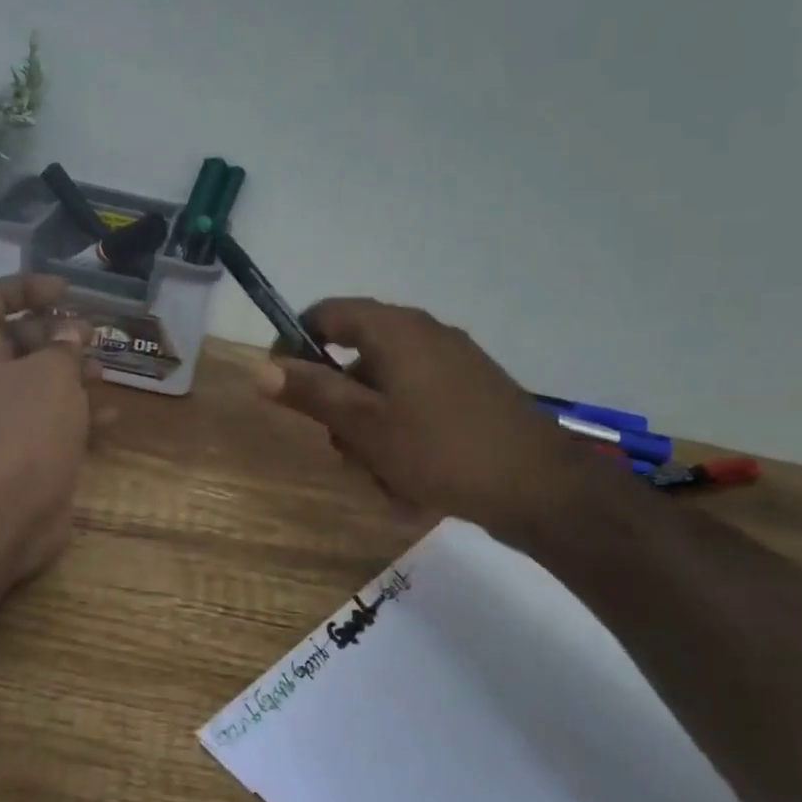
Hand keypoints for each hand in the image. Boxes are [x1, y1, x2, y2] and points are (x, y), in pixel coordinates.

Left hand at [0, 273, 98, 582]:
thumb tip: (70, 334)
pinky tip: (110, 416)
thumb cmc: (25, 428)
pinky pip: (47, 418)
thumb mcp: (52, 373)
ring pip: (34, 380)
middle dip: (55, 332)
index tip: (65, 291)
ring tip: (104, 373)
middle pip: (14, 338)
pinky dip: (76, 413)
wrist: (3, 513)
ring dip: (70, 372)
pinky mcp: (18, 449)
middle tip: (90, 335)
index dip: (26, 286)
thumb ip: (64, 345)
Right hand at [256, 298, 622, 546]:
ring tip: (384, 477)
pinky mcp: (473, 392)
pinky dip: (404, 436)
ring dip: (372, 430)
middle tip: (344, 450)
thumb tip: (261, 368)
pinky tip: (412, 481)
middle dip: (341, 406)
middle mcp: (424, 334)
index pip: (326, 315)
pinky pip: (418, 405)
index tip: (284, 386)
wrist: (539, 487)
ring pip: (387, 390)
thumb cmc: (439, 449)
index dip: (294, 344)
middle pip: (357, 357)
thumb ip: (311, 392)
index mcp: (394, 329)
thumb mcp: (363, 425)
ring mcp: (453, 363)